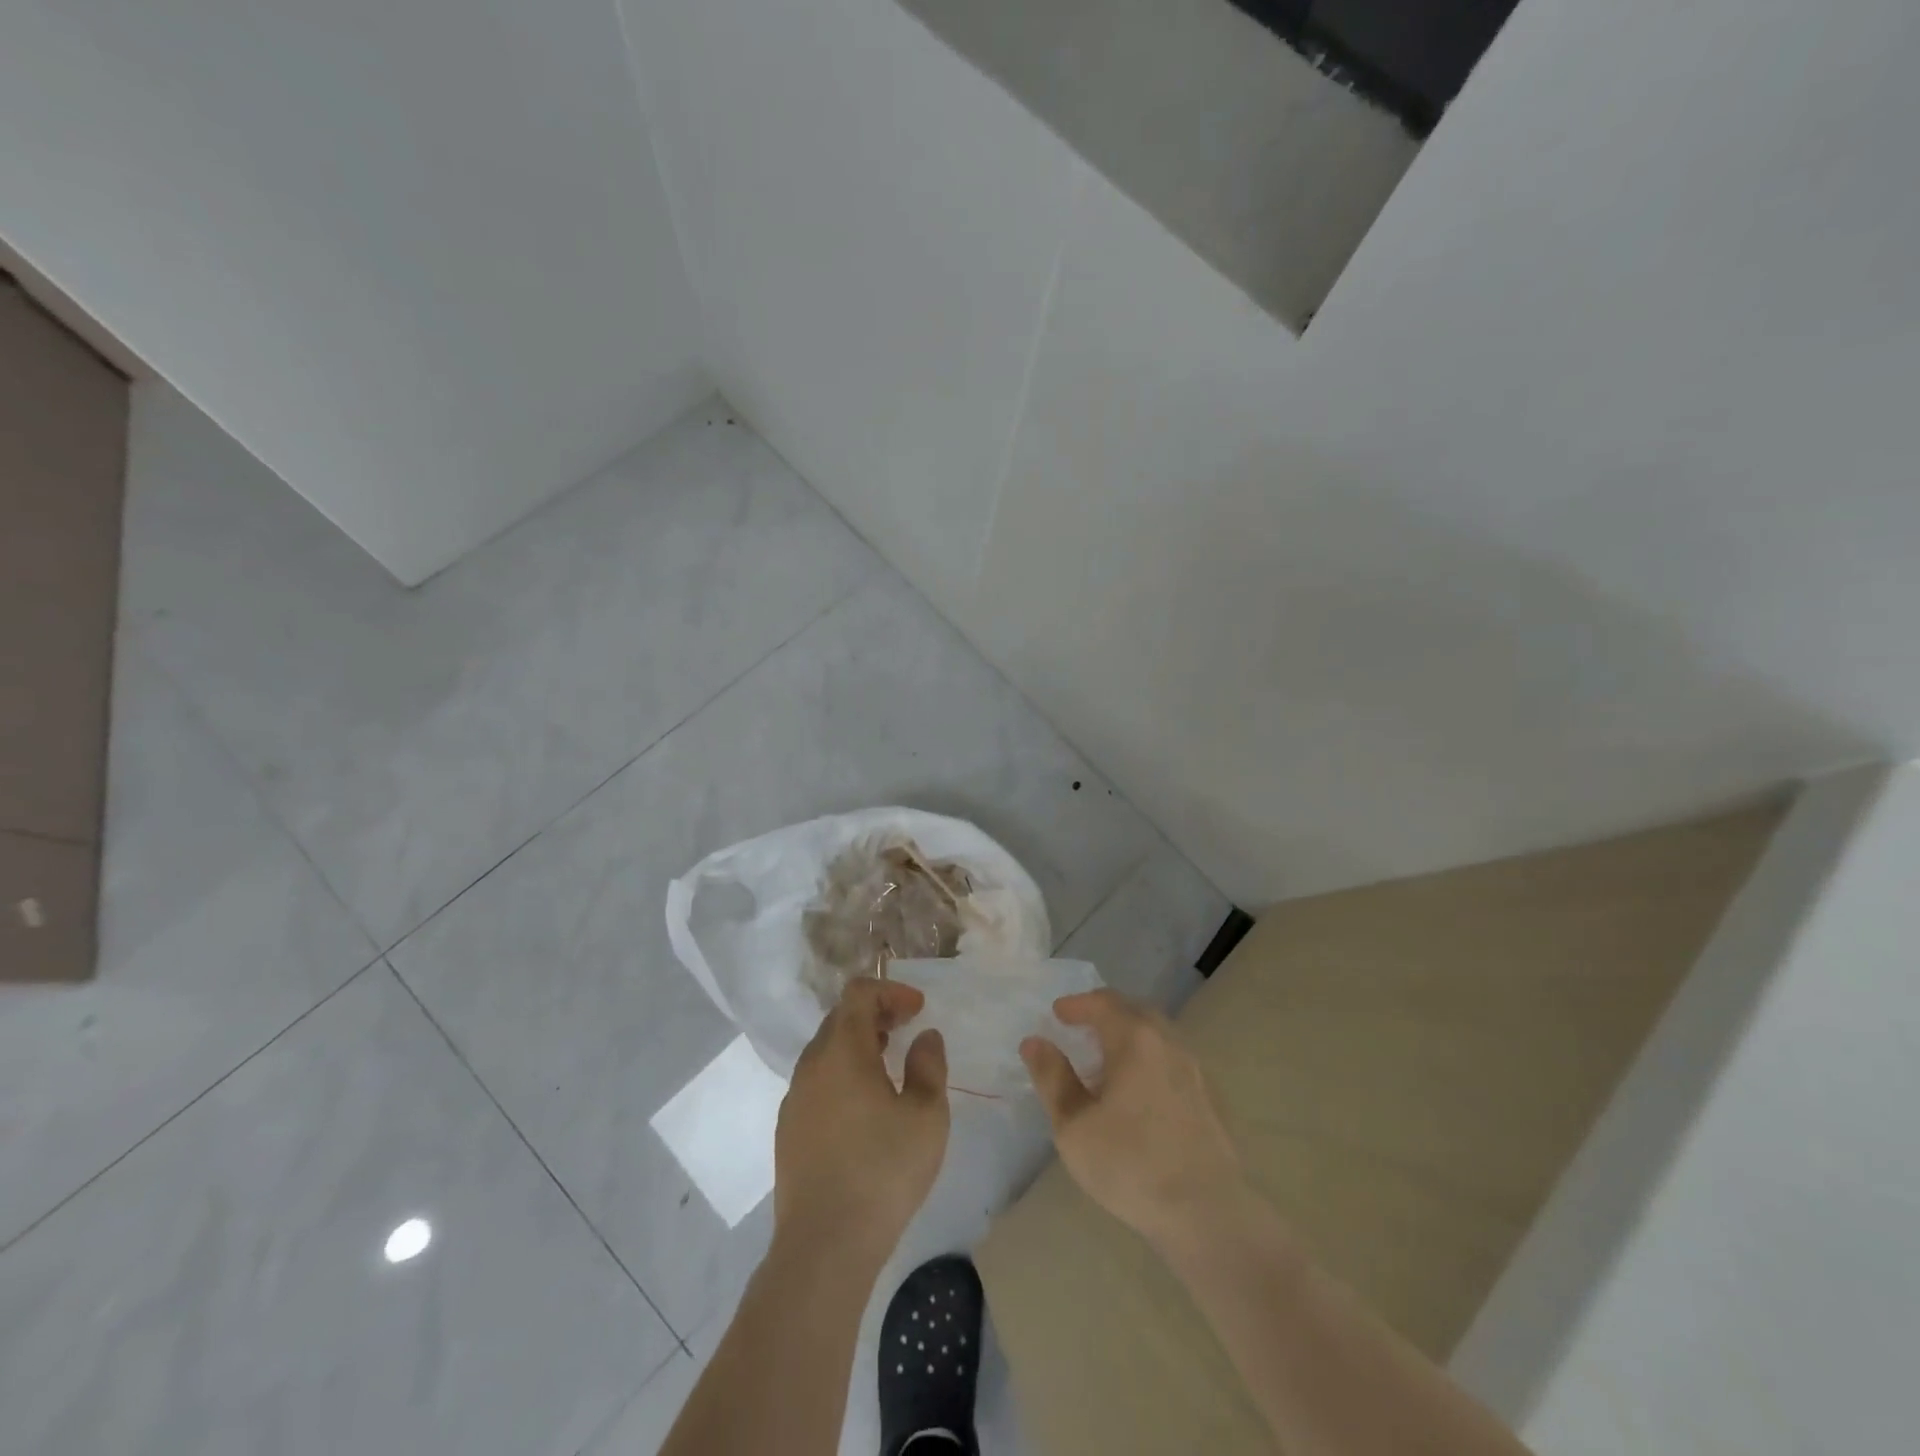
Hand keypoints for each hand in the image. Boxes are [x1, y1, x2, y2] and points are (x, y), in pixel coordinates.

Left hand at [775, 978, 949, 1263]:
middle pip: (839, 1018)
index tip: (918, 1010)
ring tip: (889, 1066)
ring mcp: (794, 1099)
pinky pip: (817, 1082)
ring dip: (858, 1045)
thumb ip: (929, 1065)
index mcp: (842, 1051)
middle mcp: (811, 1065)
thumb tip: (924, 1037)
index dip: (890, 991)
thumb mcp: (926, 1116)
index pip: (858, 994)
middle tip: (906, 1030)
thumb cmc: (883, 1171)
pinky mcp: (788, 1130)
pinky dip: (842, 1074)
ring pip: (826, 1051)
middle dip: (875, 1014)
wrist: (824, 1247)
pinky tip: (864, 1108)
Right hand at [1021, 989, 1244, 1246]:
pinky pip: (1172, 1060)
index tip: (1057, 1013)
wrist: (1209, 1213)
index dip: (1077, 1004)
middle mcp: (1168, 1043)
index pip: (1103, 1003)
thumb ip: (1053, 1078)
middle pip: (1134, 1011)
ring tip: (1106, 1061)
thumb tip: (1034, 1042)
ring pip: (1157, 1036)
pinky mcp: (1210, 1098)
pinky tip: (1139, 1091)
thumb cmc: (1132, 1165)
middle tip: (1080, 1028)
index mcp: (1135, 1040)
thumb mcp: (1075, 1126)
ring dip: (1129, 1036)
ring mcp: (1195, 1070)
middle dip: (1105, 1013)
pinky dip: (1149, 1059)